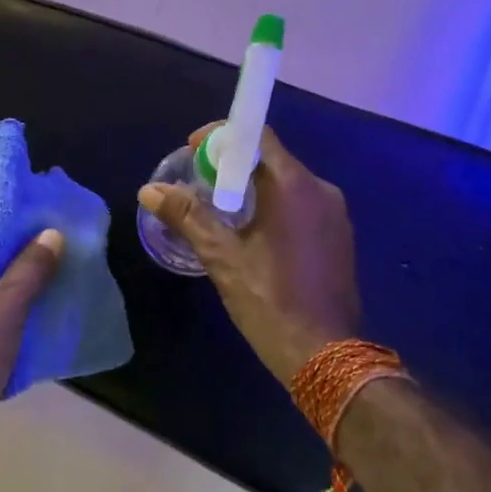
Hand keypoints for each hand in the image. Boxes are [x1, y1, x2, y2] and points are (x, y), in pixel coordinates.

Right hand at [140, 126, 361, 381]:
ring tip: (220, 209)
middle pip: (273, 159)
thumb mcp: (223, 258)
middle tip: (200, 183)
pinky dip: (275, 207)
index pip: (259, 137)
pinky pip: (303, 206)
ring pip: (288, 184)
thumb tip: (151, 190)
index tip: (193, 151)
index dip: (223, 137)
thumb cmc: (270, 301)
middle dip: (234, 165)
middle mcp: (322, 190)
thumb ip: (188, 217)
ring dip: (254, 188)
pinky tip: (253, 233)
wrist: (326, 355)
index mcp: (295, 186)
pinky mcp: (340, 237)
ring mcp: (336, 215)